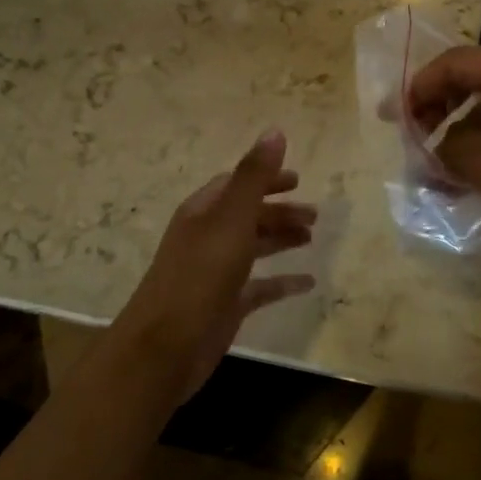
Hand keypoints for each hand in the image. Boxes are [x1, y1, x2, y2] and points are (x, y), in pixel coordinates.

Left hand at [113, 129, 315, 401]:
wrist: (164, 348)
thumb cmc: (199, 276)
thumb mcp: (231, 219)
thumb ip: (254, 176)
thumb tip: (275, 131)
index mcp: (203, 212)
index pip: (237, 184)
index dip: (266, 178)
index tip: (299, 180)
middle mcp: (207, 238)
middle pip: (248, 215)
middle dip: (279, 211)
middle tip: (315, 215)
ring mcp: (215, 273)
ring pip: (254, 248)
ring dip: (281, 239)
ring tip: (311, 239)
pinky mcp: (225, 306)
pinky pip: (260, 287)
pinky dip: (282, 281)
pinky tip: (308, 283)